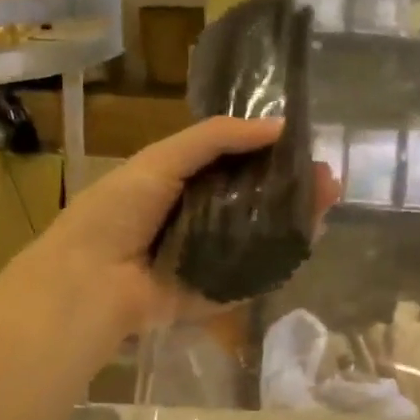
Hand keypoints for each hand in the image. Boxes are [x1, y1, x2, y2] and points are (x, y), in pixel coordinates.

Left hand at [17, 116, 339, 337]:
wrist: (91, 279)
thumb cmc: (118, 211)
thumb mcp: (162, 159)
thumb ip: (216, 139)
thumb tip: (279, 126)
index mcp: (180, 186)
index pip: (234, 167)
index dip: (268, 156)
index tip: (304, 147)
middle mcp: (197, 221)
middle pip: (253, 203)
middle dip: (291, 190)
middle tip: (328, 180)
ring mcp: (209, 260)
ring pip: (259, 238)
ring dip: (293, 221)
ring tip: (328, 203)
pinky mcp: (216, 294)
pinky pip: (253, 275)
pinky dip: (280, 260)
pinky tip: (310, 239)